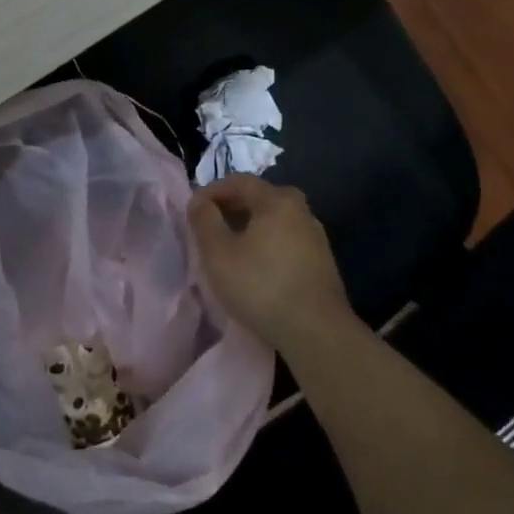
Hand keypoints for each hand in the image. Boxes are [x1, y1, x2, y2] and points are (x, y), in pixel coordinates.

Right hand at [188, 174, 353, 356]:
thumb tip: (199, 201)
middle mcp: (301, 210)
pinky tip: (255, 264)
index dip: (211, 191)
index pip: (238, 181)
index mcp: (277, 200)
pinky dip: (266, 242)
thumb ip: (204, 220)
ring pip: (274, 219)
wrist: (316, 331)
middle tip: (209, 226)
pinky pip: (285, 239)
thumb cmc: (261, 286)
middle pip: (259, 197)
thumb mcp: (218, 253)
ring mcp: (315, 236)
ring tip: (229, 246)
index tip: (192, 211)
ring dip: (249, 226)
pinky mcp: (321, 261)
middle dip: (231, 207)